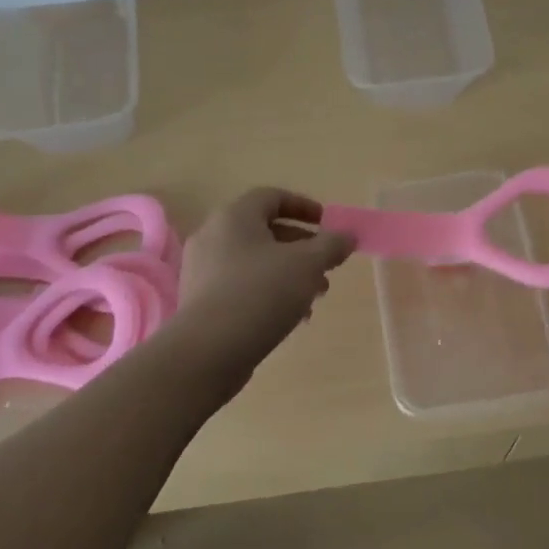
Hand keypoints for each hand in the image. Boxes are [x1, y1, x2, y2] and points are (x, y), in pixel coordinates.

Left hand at [178, 187, 353, 342]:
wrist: (208, 351)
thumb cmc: (260, 293)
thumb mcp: (307, 264)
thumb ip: (331, 245)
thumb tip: (347, 236)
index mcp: (234, 217)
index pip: (271, 197)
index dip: (303, 206)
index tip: (327, 223)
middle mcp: (213, 236)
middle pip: (264, 231)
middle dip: (302, 247)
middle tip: (327, 265)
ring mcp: (203, 271)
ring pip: (255, 262)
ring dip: (289, 273)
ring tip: (315, 297)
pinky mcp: (201, 302)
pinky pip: (241, 286)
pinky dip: (268, 292)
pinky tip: (291, 317)